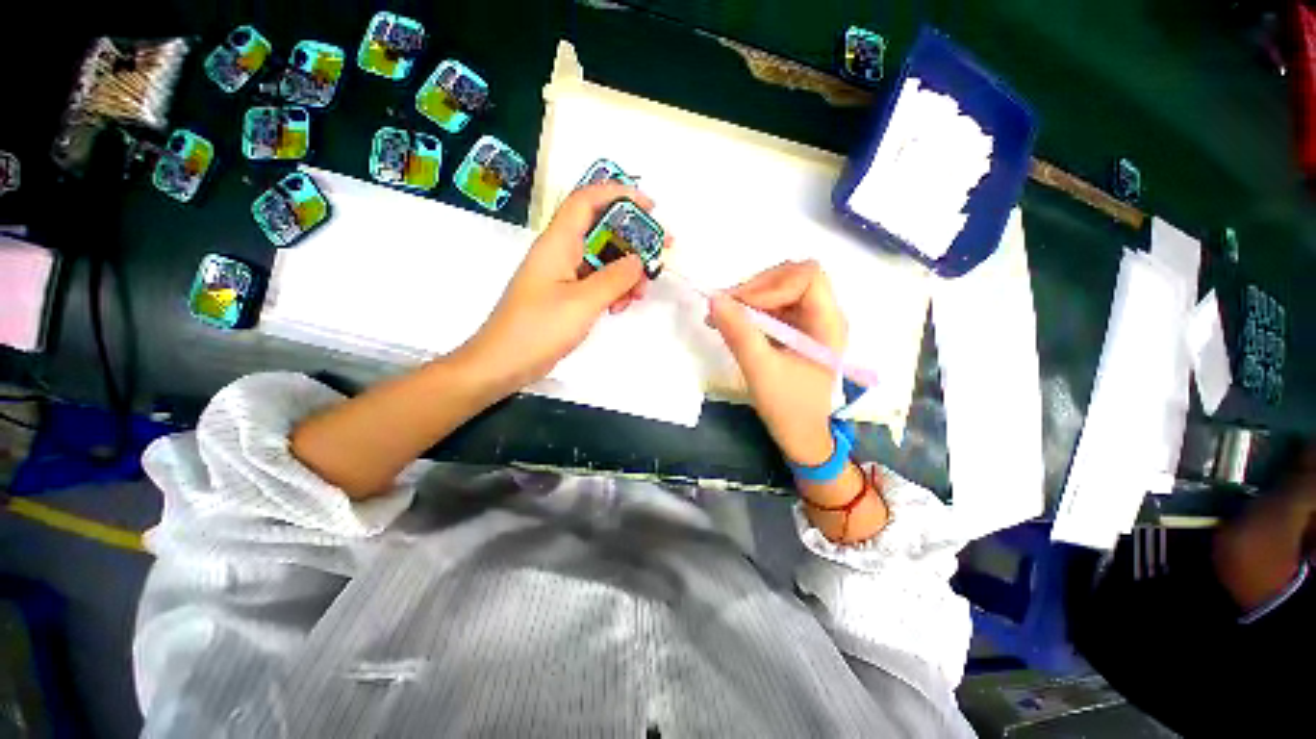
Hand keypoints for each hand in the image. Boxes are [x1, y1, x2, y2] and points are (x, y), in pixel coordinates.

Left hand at [459, 182, 662, 392]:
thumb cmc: (539, 329)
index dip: (619, 195)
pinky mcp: (565, 295)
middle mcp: (560, 253)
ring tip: (639, 294)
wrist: (503, 364)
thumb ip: (615, 278)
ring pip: (602, 260)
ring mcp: (563, 275)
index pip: (587, 201)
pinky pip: (595, 282)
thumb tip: (639, 260)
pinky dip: (613, 290)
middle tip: (660, 254)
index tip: (651, 208)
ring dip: (625, 272)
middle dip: (632, 241)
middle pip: (601, 231)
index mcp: (557, 243)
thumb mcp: (582, 302)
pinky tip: (619, 307)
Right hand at [708, 260, 846, 465]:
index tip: (741, 305)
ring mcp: (810, 323)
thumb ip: (739, 333)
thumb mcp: (760, 370)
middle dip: (757, 288)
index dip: (772, 284)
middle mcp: (824, 316)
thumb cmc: (788, 407)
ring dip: (749, 299)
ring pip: (779, 290)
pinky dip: (750, 311)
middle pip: (792, 277)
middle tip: (726, 308)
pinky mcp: (795, 331)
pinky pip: (773, 307)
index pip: (807, 277)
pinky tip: (730, 324)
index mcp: (828, 323)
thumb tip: (715, 299)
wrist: (800, 435)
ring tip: (721, 317)